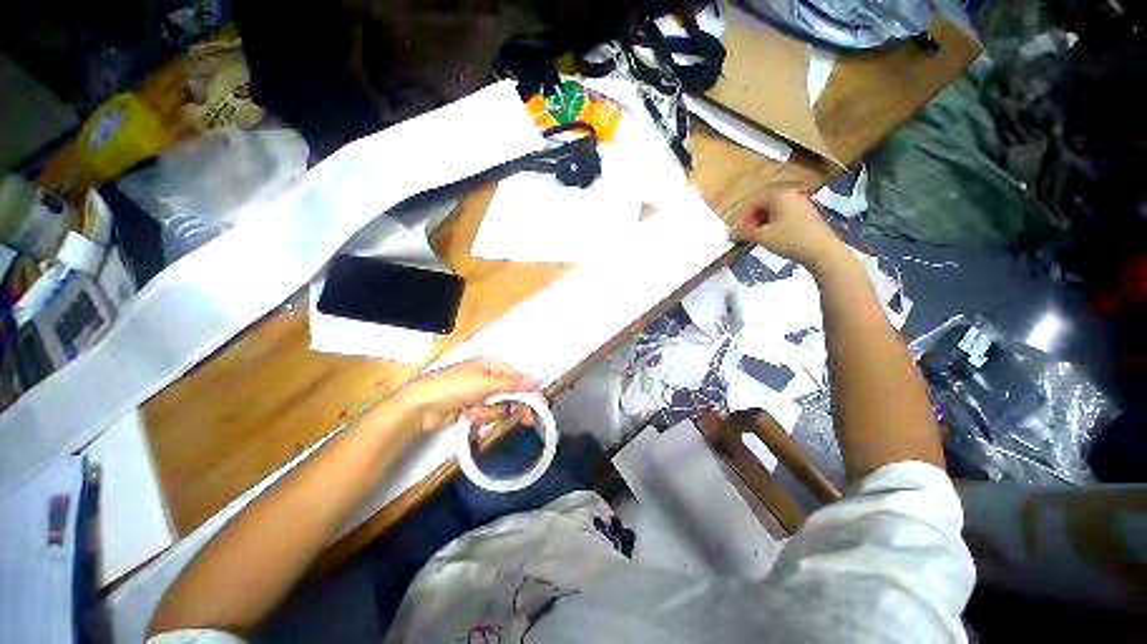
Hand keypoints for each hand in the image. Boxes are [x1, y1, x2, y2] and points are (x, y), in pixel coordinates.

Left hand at [394, 358, 542, 432]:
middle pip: (511, 392)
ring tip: (474, 412)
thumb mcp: (484, 382)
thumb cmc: (454, 386)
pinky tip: (468, 415)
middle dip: (514, 405)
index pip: (518, 376)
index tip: (542, 404)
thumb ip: (511, 383)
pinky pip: (487, 414)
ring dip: (490, 412)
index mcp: (492, 365)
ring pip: (500, 406)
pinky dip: (480, 417)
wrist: (420, 406)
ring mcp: (480, 393)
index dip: (530, 390)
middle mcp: (488, 377)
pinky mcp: (472, 408)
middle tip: (528, 419)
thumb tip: (533, 380)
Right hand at [730, 189, 846, 269]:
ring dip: (762, 222)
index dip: (741, 218)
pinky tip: (773, 237)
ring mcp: (802, 204)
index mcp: (779, 196)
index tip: (736, 232)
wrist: (822, 251)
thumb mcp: (763, 237)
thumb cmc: (790, 240)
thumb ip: (744, 232)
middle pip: (764, 205)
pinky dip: (774, 224)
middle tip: (745, 235)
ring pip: (775, 210)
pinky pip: (785, 215)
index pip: (753, 203)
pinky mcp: (808, 214)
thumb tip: (729, 232)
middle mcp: (791, 195)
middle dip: (752, 219)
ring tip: (757, 237)